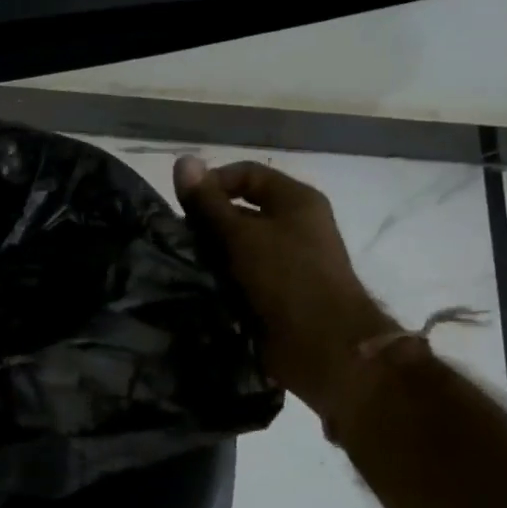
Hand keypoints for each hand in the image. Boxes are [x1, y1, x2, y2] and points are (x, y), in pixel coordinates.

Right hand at [174, 156, 396, 415]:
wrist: (325, 346)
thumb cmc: (286, 279)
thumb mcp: (240, 234)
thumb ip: (208, 201)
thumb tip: (182, 161)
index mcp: (296, 200)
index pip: (246, 173)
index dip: (213, 182)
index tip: (183, 207)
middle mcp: (296, 225)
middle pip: (242, 209)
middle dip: (209, 221)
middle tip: (181, 239)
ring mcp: (290, 260)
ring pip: (240, 244)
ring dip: (213, 252)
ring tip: (185, 263)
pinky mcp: (280, 291)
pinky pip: (244, 273)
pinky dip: (223, 277)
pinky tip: (200, 286)